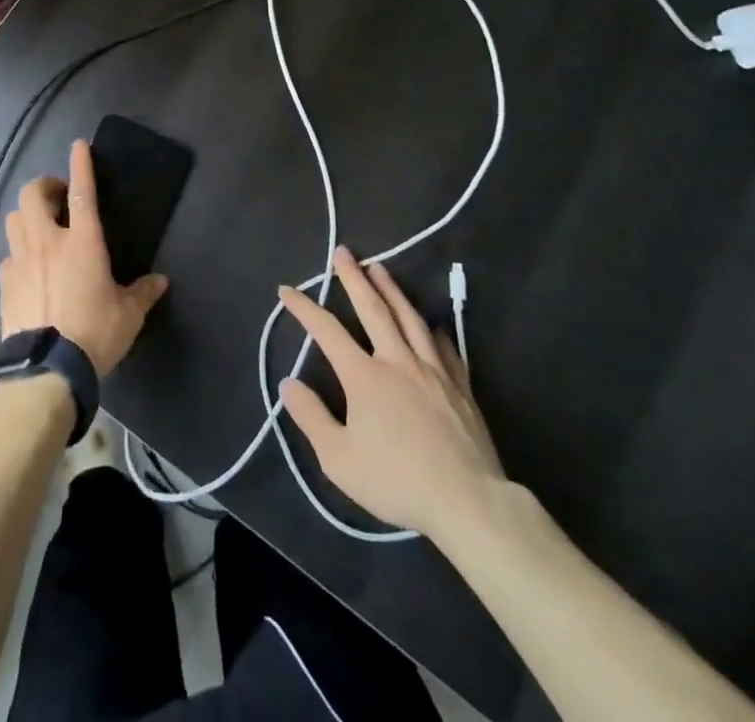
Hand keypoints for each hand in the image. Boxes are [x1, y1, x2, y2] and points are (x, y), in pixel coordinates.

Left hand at [0, 140, 169, 376]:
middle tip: (58, 197)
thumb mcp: (128, 315)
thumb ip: (143, 293)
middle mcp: (48, 241)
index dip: (81, 165)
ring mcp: (21, 260)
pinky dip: (19, 252)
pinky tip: (29, 268)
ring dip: (28, 215)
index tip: (79, 145)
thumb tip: (160, 281)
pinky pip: (9, 254)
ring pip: (15, 218)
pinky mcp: (5, 282)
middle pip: (34, 194)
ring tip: (41, 226)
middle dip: (45, 186)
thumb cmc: (94, 333)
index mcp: (82, 242)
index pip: (81, 193)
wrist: (46, 369)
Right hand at [278, 248, 507, 547]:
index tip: (286, 290)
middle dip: (354, 278)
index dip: (304, 308)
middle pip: (373, 309)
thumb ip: (311, 417)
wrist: (468, 503)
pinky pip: (444, 347)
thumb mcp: (338, 459)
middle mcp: (397, 361)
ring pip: (409, 318)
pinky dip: (433, 329)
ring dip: (391, 290)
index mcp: (364, 376)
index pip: (327, 331)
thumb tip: (289, 383)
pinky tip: (431, 323)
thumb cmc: (397, 481)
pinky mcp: (460, 387)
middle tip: (343, 251)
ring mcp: (433, 371)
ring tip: (380, 267)